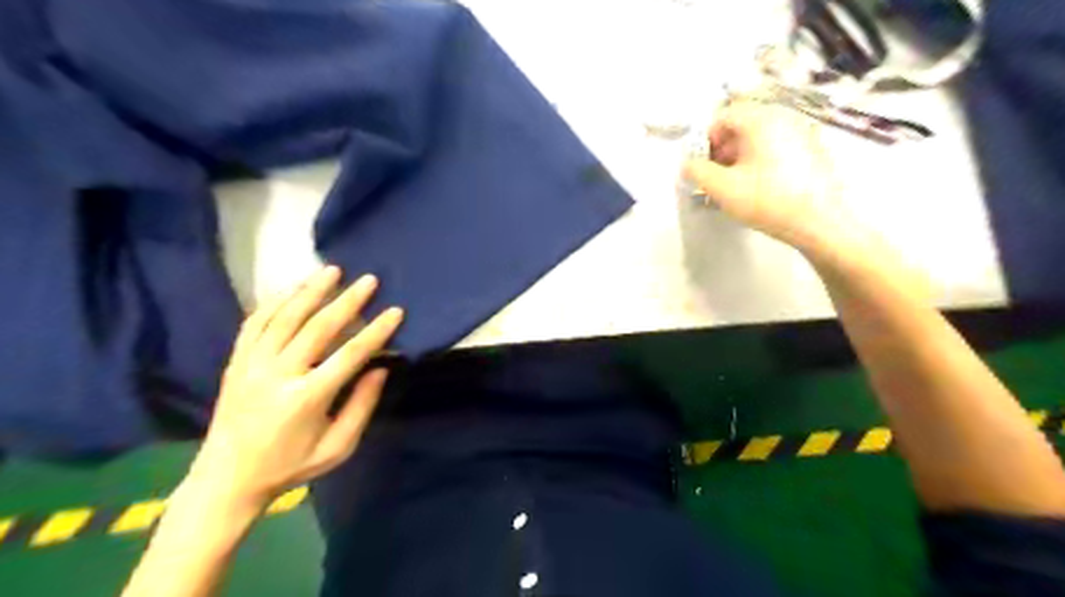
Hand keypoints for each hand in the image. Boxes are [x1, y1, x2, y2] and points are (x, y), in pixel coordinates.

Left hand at [187, 269, 402, 509]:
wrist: (226, 479)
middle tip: (369, 280)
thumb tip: (380, 369)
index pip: (349, 356)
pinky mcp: (235, 363)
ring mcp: (251, 365)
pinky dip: (275, 303)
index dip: (376, 332)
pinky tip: (292, 290)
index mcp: (306, 399)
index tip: (395, 312)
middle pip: (317, 327)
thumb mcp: (337, 447)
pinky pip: (254, 323)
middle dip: (347, 301)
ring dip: (310, 291)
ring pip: (284, 317)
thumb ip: (361, 407)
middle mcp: (277, 375)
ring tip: (332, 270)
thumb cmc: (289, 466)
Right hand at [687, 100, 854, 253]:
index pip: (723, 116)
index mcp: (761, 119)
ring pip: (761, 136)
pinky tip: (763, 186)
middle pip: (743, 124)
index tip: (704, 166)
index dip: (707, 140)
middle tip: (718, 177)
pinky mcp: (814, 150)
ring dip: (742, 156)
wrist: (820, 222)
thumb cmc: (767, 201)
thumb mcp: (722, 188)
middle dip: (724, 149)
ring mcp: (803, 132)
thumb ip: (697, 171)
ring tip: (738, 185)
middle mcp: (784, 117)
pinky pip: (779, 146)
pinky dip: (763, 160)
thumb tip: (688, 164)